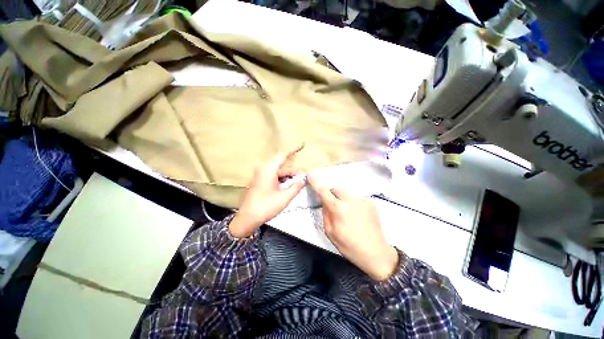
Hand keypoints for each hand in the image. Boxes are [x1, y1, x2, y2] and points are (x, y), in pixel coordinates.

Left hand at [229, 147, 305, 237]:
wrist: (247, 218)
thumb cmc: (266, 207)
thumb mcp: (284, 197)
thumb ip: (296, 187)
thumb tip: (304, 179)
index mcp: (268, 169)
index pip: (282, 155)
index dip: (293, 150)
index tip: (302, 145)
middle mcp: (263, 169)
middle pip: (282, 165)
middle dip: (293, 170)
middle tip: (305, 175)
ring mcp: (261, 174)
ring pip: (278, 171)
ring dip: (289, 175)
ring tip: (299, 181)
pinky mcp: (260, 180)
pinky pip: (274, 175)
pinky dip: (282, 178)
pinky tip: (290, 184)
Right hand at [309, 176, 397, 280]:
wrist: (375, 252)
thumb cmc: (349, 245)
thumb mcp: (330, 232)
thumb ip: (325, 213)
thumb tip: (325, 201)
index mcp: (338, 208)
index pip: (323, 191)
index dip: (316, 182)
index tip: (310, 174)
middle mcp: (350, 200)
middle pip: (336, 188)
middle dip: (331, 194)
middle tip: (333, 205)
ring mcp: (362, 199)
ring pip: (346, 193)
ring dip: (343, 198)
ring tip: (347, 212)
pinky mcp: (371, 202)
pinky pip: (356, 198)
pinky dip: (353, 203)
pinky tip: (357, 215)